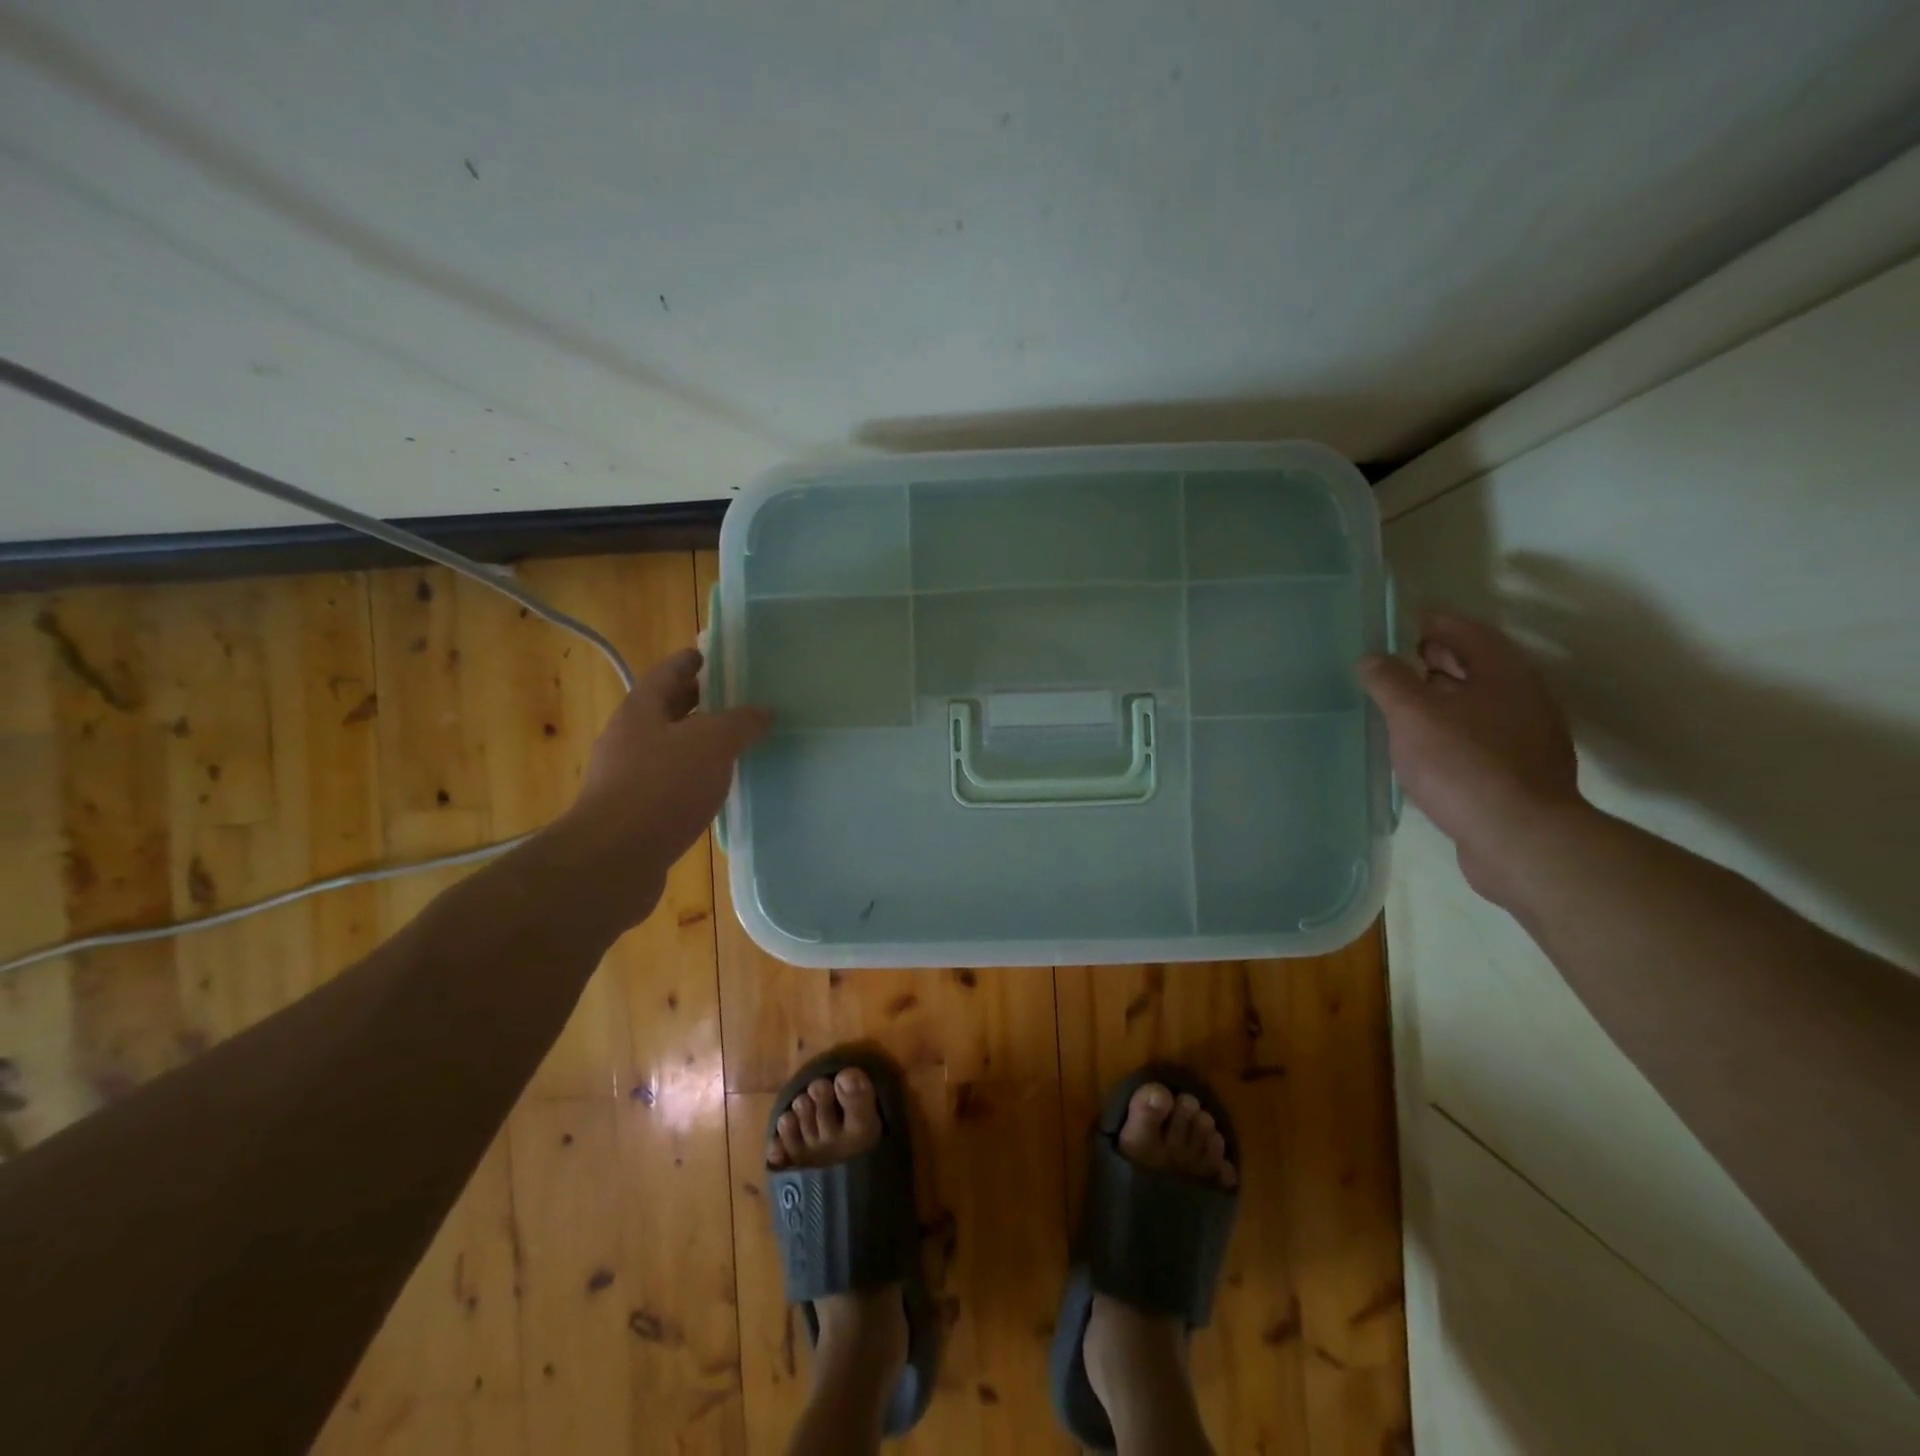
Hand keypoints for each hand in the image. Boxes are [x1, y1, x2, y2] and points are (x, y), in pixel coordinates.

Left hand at [555, 648, 769, 923]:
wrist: (613, 860)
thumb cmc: (662, 787)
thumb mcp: (711, 744)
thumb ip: (740, 723)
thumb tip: (764, 710)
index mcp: (641, 711)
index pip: (667, 674)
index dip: (689, 662)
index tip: (709, 655)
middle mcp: (629, 739)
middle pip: (666, 710)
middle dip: (696, 702)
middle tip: (733, 697)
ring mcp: (627, 778)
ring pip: (668, 748)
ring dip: (697, 743)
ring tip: (734, 743)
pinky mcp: (635, 813)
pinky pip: (670, 783)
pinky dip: (693, 777)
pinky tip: (716, 788)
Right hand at [1358, 611, 1583, 902]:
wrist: (1519, 838)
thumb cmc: (1463, 764)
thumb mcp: (1413, 716)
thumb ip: (1389, 682)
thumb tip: (1371, 658)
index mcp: (1503, 674)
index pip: (1468, 632)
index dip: (1436, 622)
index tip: (1405, 619)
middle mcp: (1523, 698)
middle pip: (1478, 666)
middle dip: (1439, 658)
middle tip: (1399, 657)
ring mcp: (1526, 737)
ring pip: (1479, 702)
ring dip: (1444, 695)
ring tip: (1404, 701)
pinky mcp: (1519, 772)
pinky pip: (1480, 734)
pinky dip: (1452, 727)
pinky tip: (1426, 745)